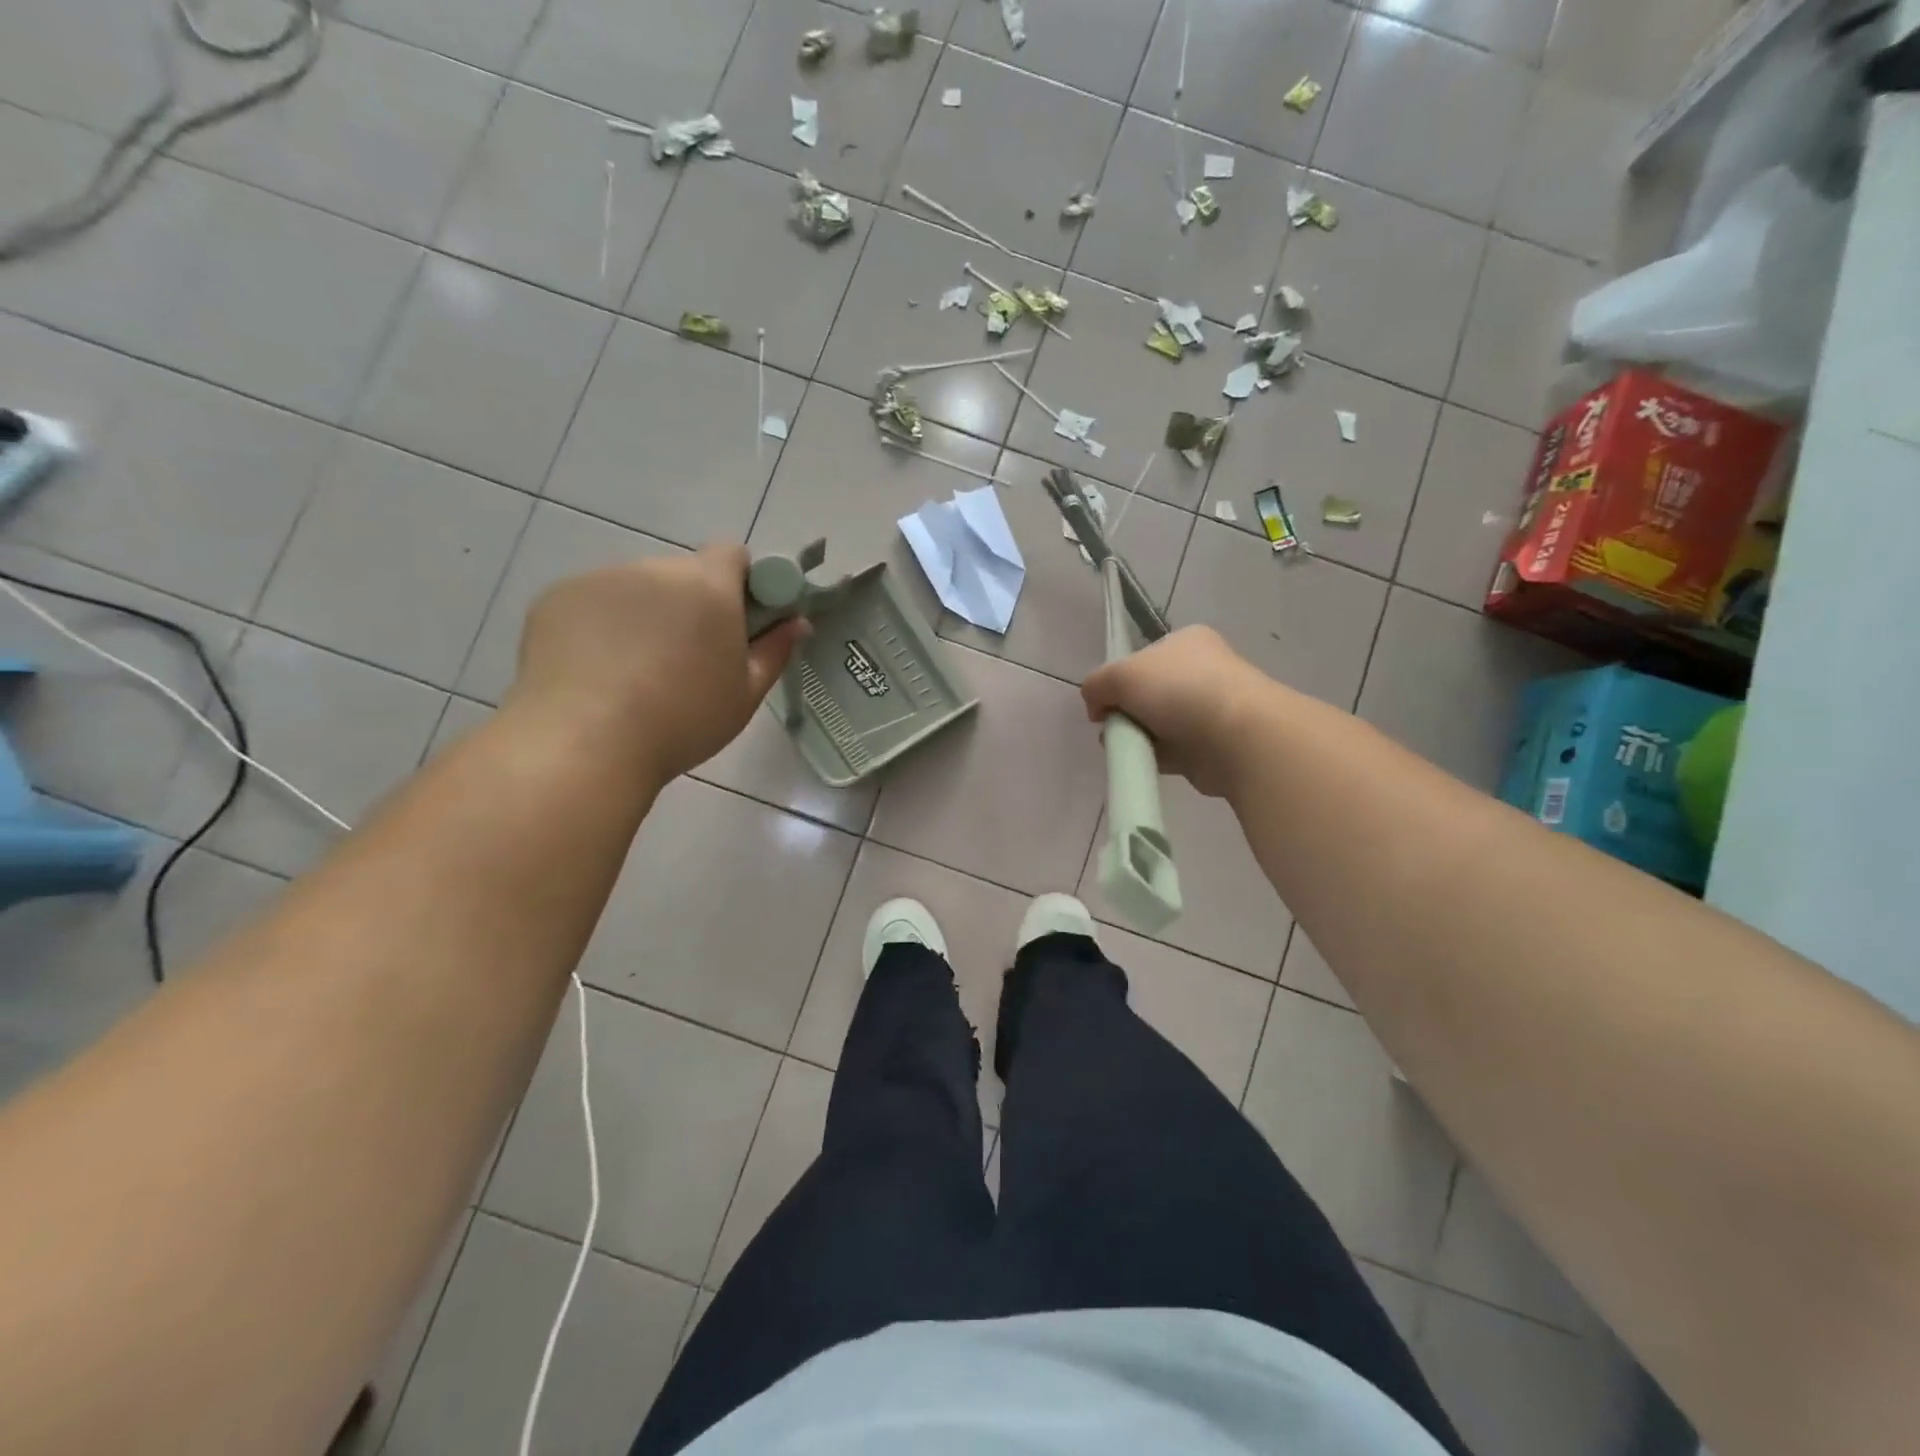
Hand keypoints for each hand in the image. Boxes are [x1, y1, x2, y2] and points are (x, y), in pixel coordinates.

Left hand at [508, 544, 805, 785]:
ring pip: (636, 589)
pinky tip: (594, 671)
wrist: (584, 742)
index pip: (733, 554)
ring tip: (633, 673)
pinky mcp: (556, 597)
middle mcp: (656, 569)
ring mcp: (601, 579)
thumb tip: (798, 623)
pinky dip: (600, 626)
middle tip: (687, 659)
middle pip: (683, 575)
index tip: (739, 623)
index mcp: (709, 586)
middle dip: (691, 605)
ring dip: (645, 615)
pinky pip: (594, 603)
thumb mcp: (745, 695)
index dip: (741, 583)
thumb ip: (774, 651)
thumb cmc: (682, 720)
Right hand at [1081, 626, 1273, 797]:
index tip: (1106, 700)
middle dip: (1126, 711)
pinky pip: (1171, 751)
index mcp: (1187, 642)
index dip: (1119, 678)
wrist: (1236, 737)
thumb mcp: (1121, 674)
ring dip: (1138, 736)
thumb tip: (1096, 706)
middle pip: (1147, 693)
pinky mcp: (1211, 745)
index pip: (1142, 657)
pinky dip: (1154, 757)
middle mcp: (1201, 671)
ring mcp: (1209, 709)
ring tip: (1129, 746)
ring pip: (1157, 723)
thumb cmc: (1179, 690)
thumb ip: (1097, 685)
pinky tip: (1145, 760)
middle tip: (1114, 725)